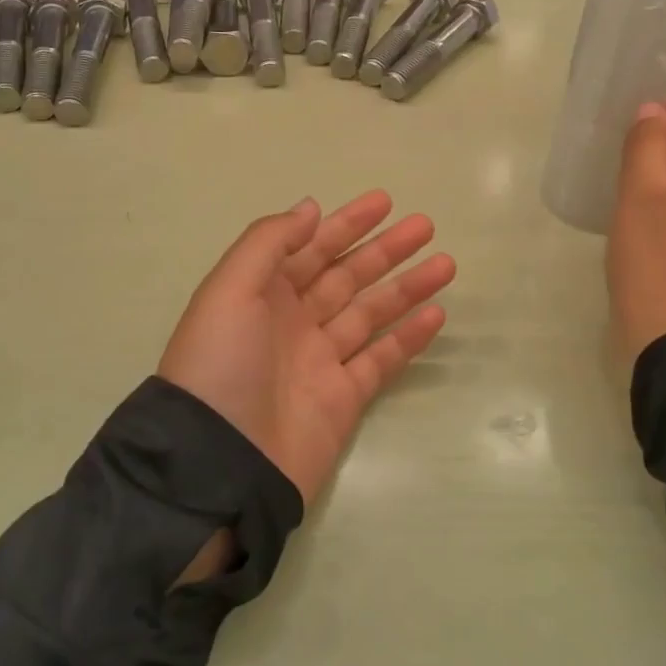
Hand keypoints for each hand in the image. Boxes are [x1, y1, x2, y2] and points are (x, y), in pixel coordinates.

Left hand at [159, 190, 455, 507]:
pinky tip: (436, 314)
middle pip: (346, 276)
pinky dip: (408, 337)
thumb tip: (310, 208)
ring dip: (406, 288)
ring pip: (371, 313)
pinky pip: (382, 359)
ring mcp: (320, 361)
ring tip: (446, 264)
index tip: (384, 202)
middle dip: (384, 250)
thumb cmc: (220, 365)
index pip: (311, 248)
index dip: (346, 224)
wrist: (220, 463)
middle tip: (425, 226)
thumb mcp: (229, 290)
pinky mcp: (344, 398)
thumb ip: (268, 243)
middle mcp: (293, 321)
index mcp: (262, 293)